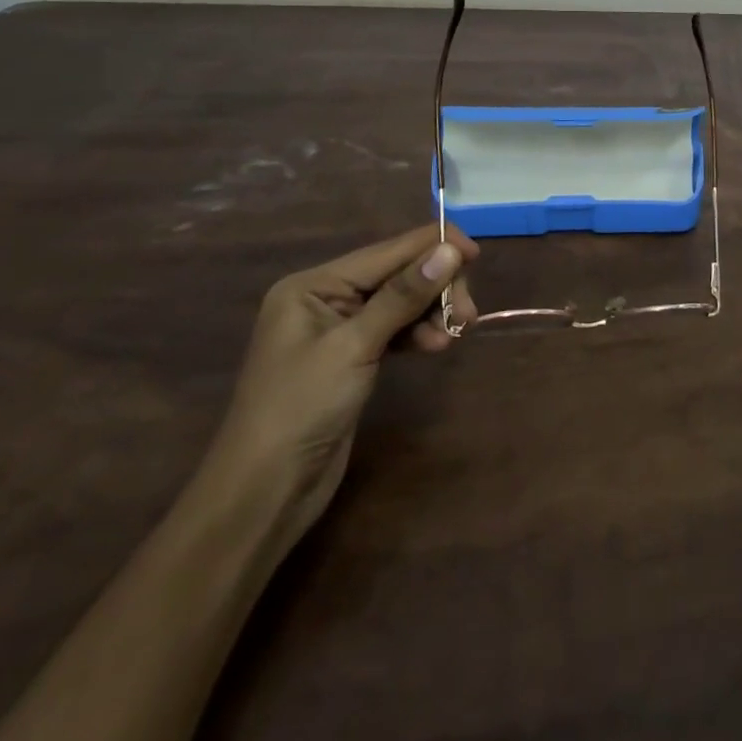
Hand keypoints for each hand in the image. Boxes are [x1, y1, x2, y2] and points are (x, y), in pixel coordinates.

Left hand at [203, 224, 480, 552]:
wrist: (264, 493)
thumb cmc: (301, 409)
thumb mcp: (354, 346)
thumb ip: (403, 295)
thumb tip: (451, 249)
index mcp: (313, 285)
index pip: (387, 251)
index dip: (434, 246)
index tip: (477, 255)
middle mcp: (325, 298)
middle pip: (397, 274)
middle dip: (435, 287)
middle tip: (467, 314)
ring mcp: (339, 329)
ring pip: (402, 301)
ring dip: (432, 312)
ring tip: (456, 334)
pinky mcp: (352, 357)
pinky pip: (396, 328)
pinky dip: (419, 332)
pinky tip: (438, 345)